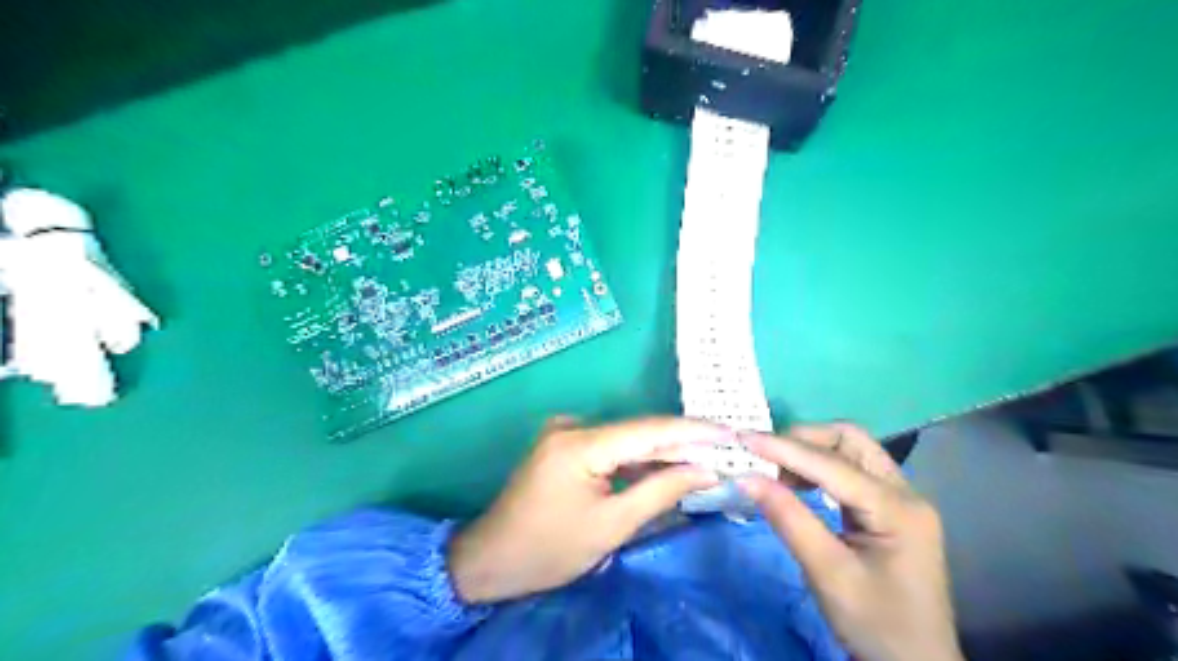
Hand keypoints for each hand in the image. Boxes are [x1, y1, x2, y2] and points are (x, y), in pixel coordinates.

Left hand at [445, 418, 727, 603]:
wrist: (490, 559)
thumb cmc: (549, 549)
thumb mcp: (611, 526)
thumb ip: (660, 492)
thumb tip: (707, 470)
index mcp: (580, 443)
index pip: (649, 429)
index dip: (694, 430)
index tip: (732, 433)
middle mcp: (572, 426)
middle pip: (639, 431)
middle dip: (683, 443)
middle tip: (727, 449)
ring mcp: (565, 432)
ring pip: (627, 439)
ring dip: (663, 452)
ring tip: (707, 459)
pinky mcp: (564, 444)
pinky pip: (611, 447)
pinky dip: (638, 459)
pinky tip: (666, 468)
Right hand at [739, 424, 959, 659]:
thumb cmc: (876, 625)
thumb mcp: (827, 574)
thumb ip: (788, 519)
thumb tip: (747, 478)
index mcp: (898, 509)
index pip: (832, 464)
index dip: (784, 448)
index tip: (744, 438)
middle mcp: (905, 492)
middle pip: (851, 441)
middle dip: (804, 439)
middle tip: (765, 454)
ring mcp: (901, 499)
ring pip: (852, 451)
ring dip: (811, 452)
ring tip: (776, 471)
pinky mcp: (891, 510)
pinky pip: (852, 471)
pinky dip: (820, 469)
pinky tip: (798, 485)